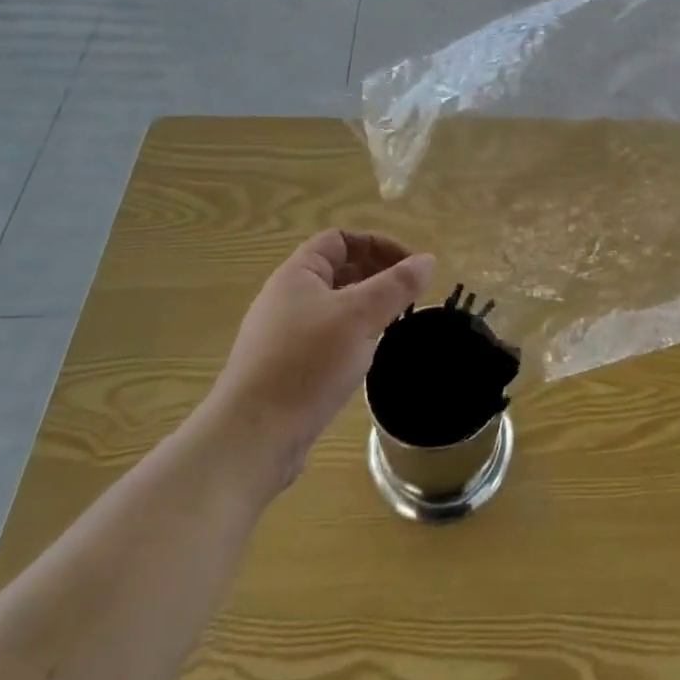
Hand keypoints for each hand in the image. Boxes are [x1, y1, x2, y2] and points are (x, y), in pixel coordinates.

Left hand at [218, 230, 433, 488]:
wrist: (251, 439)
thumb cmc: (307, 363)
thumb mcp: (360, 316)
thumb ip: (397, 285)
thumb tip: (428, 260)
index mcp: (297, 274)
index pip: (340, 240)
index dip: (378, 244)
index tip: (411, 266)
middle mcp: (285, 298)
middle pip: (338, 271)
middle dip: (376, 276)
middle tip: (409, 296)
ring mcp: (282, 336)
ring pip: (334, 308)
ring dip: (366, 309)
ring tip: (394, 325)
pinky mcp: (285, 370)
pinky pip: (326, 339)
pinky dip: (351, 338)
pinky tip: (366, 359)